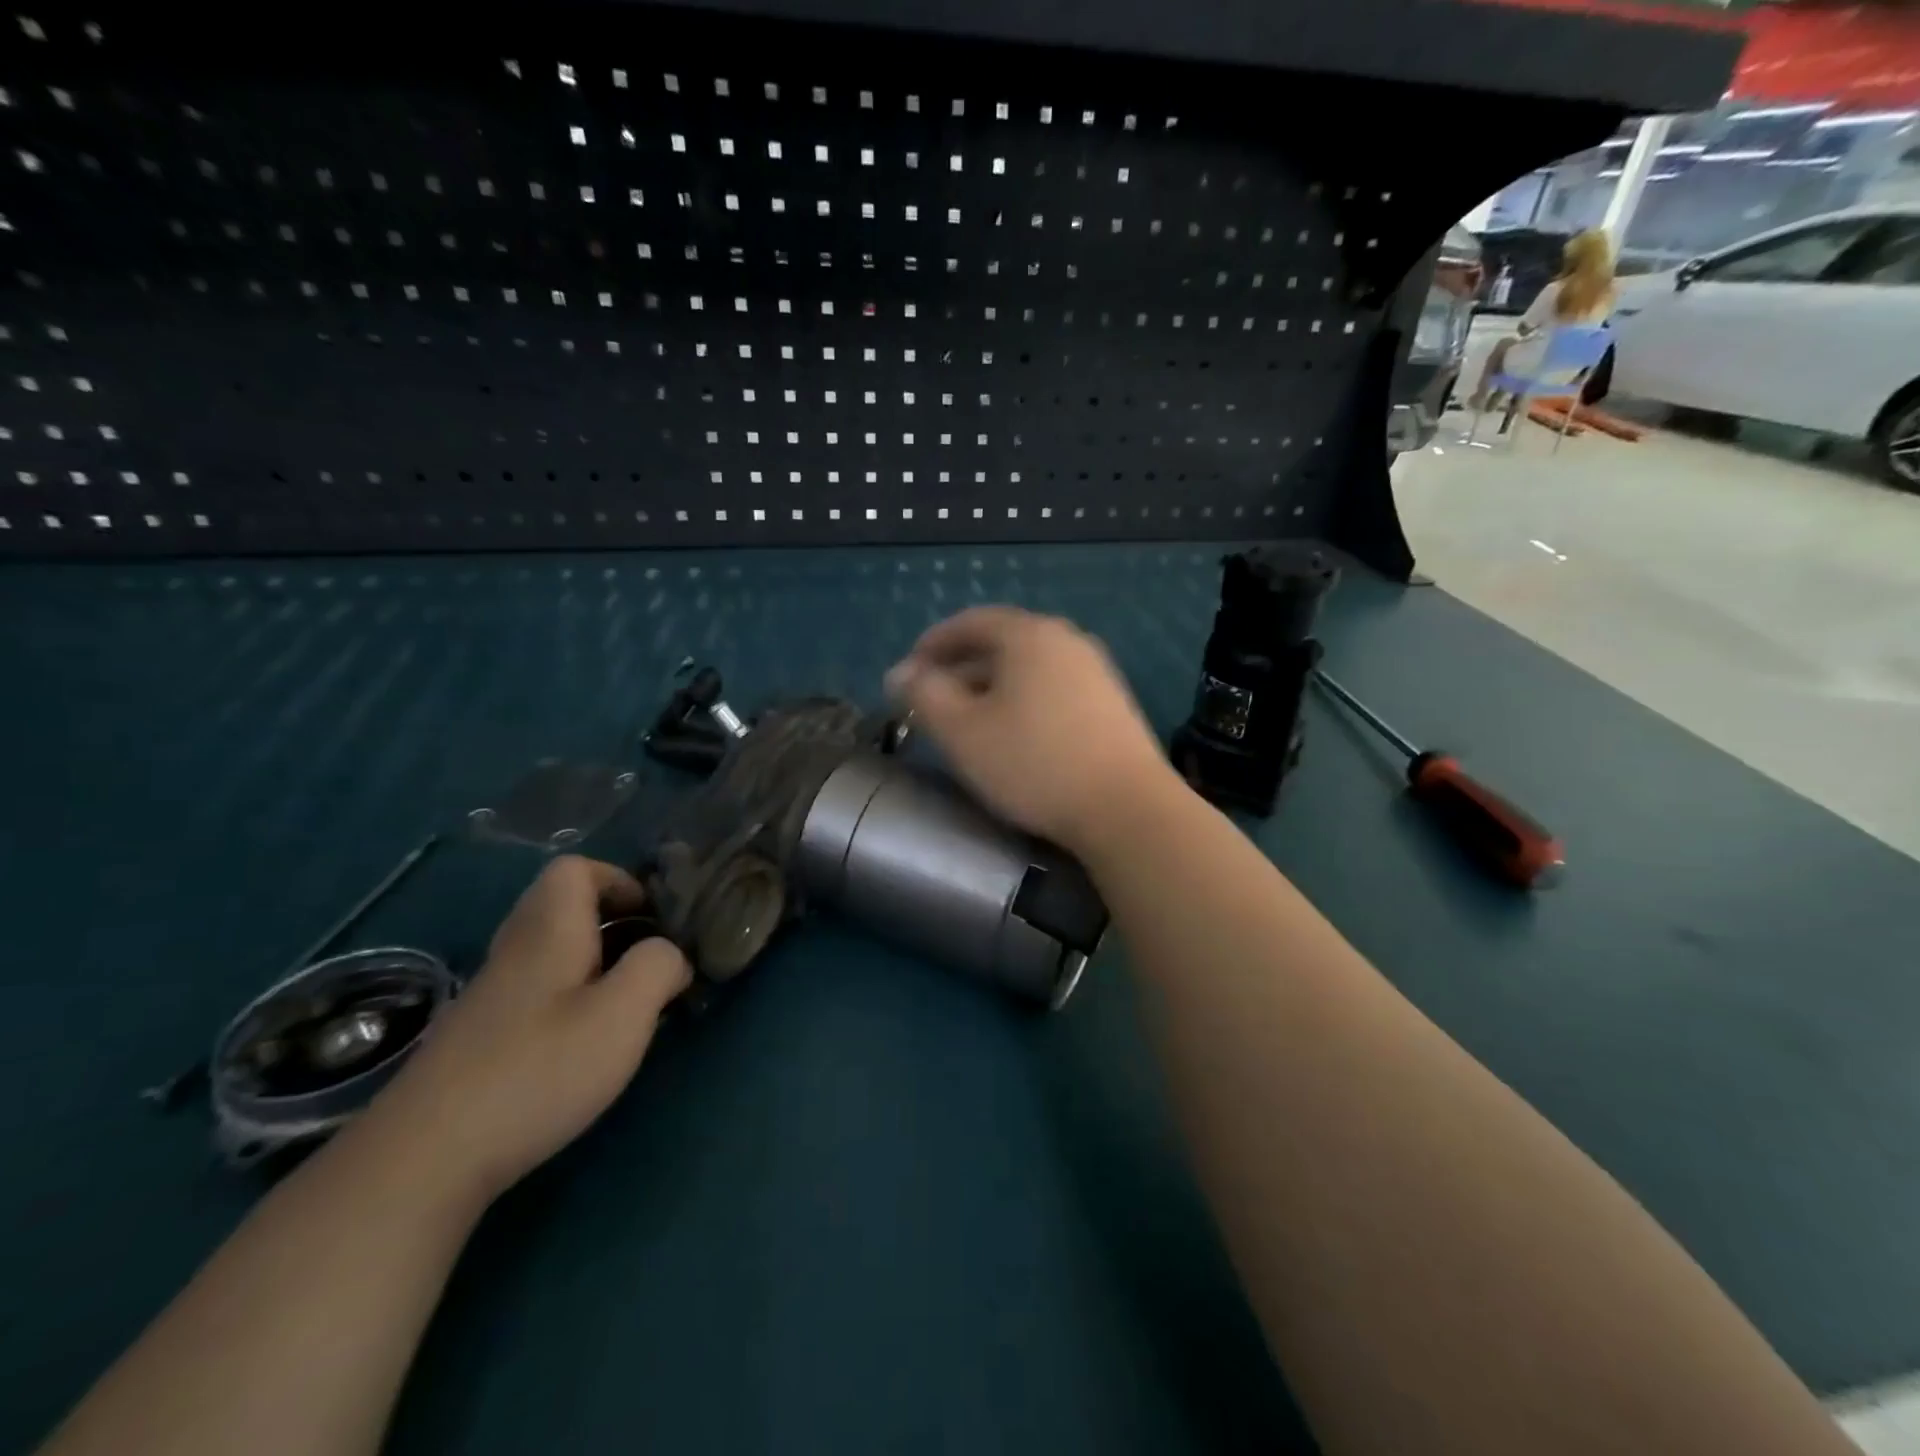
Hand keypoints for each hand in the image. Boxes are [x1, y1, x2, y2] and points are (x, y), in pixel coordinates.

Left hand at [367, 856, 690, 1202]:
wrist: (423, 1160)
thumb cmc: (537, 1071)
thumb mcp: (622, 1014)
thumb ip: (658, 967)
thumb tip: (669, 955)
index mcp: (548, 931)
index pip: (575, 868)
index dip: (618, 880)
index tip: (651, 918)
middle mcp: (514, 951)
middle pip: (561, 906)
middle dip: (611, 922)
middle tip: (646, 960)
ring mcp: (489, 996)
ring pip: (548, 951)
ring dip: (592, 962)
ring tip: (624, 1005)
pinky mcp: (477, 1038)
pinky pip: (533, 990)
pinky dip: (567, 998)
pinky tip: (581, 1045)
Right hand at [887, 606, 1177, 852]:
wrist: (1127, 809)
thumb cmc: (1034, 763)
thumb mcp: (963, 731)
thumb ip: (924, 695)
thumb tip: (900, 674)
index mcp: (1029, 635)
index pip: (970, 622)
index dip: (932, 644)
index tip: (908, 674)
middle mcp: (1066, 640)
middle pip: (1001, 644)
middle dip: (959, 670)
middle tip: (932, 704)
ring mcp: (1096, 671)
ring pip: (1028, 670)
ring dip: (991, 689)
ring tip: (968, 723)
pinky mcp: (1113, 704)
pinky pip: (1053, 690)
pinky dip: (1023, 703)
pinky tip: (1015, 737)